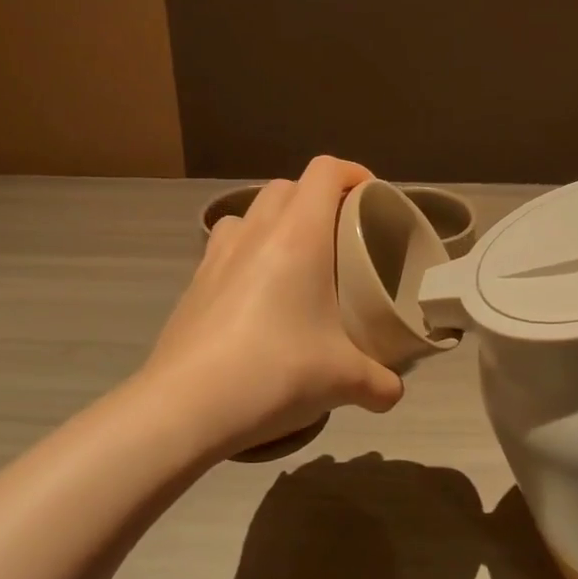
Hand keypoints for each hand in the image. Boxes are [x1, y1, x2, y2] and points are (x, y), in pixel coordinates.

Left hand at [146, 156, 403, 456]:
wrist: (184, 407)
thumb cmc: (274, 372)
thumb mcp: (342, 380)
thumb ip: (379, 382)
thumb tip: (394, 393)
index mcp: (298, 235)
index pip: (326, 171)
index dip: (354, 174)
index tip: (372, 199)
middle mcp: (256, 232)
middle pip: (288, 185)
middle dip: (317, 198)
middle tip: (340, 236)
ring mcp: (217, 254)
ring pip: (251, 212)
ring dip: (277, 221)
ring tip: (296, 260)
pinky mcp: (194, 282)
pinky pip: (226, 246)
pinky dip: (248, 252)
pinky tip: (258, 296)